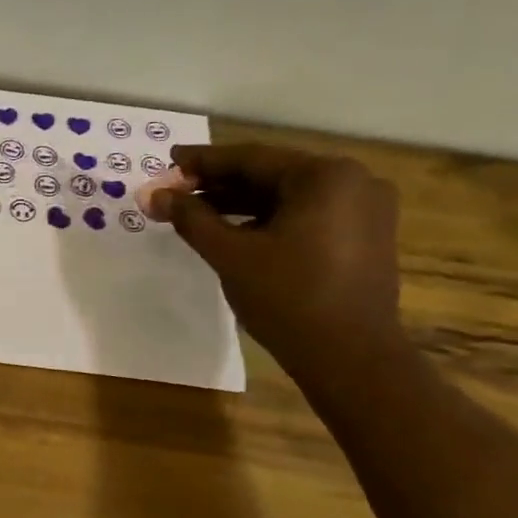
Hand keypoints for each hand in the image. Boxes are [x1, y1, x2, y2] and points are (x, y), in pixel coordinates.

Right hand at [146, 144, 403, 380]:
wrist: (351, 358)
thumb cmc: (289, 298)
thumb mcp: (230, 254)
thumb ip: (190, 218)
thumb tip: (153, 194)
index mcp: (325, 177)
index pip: (250, 159)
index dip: (202, 161)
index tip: (167, 160)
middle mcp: (353, 182)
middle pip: (270, 175)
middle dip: (219, 184)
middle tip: (174, 189)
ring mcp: (364, 210)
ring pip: (286, 197)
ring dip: (239, 203)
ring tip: (194, 211)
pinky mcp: (364, 236)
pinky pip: (305, 215)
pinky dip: (267, 219)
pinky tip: (232, 230)